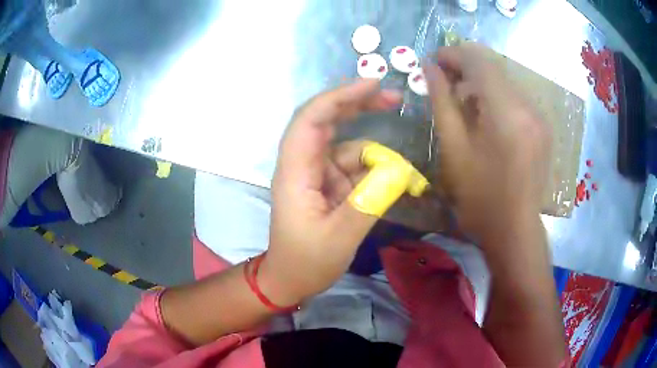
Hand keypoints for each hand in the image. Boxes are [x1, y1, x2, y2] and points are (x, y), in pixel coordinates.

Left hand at [260, 79, 402, 304]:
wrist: (290, 279)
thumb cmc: (306, 261)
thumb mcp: (340, 238)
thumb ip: (369, 201)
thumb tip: (398, 169)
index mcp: (296, 172)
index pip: (311, 120)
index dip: (339, 97)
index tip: (372, 84)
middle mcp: (303, 164)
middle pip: (327, 120)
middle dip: (359, 105)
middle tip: (394, 99)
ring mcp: (316, 173)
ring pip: (347, 146)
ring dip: (375, 152)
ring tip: (402, 171)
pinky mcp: (328, 184)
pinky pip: (353, 167)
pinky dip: (374, 170)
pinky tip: (393, 180)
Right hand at [424, 43, 551, 240]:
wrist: (514, 230)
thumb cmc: (480, 197)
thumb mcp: (453, 148)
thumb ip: (442, 101)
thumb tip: (429, 68)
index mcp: (507, 111)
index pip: (479, 60)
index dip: (453, 54)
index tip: (434, 63)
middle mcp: (528, 106)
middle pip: (494, 67)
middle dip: (466, 67)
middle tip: (444, 83)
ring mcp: (539, 117)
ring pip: (505, 81)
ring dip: (481, 83)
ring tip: (463, 103)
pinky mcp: (542, 127)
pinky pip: (515, 97)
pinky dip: (496, 97)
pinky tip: (485, 118)